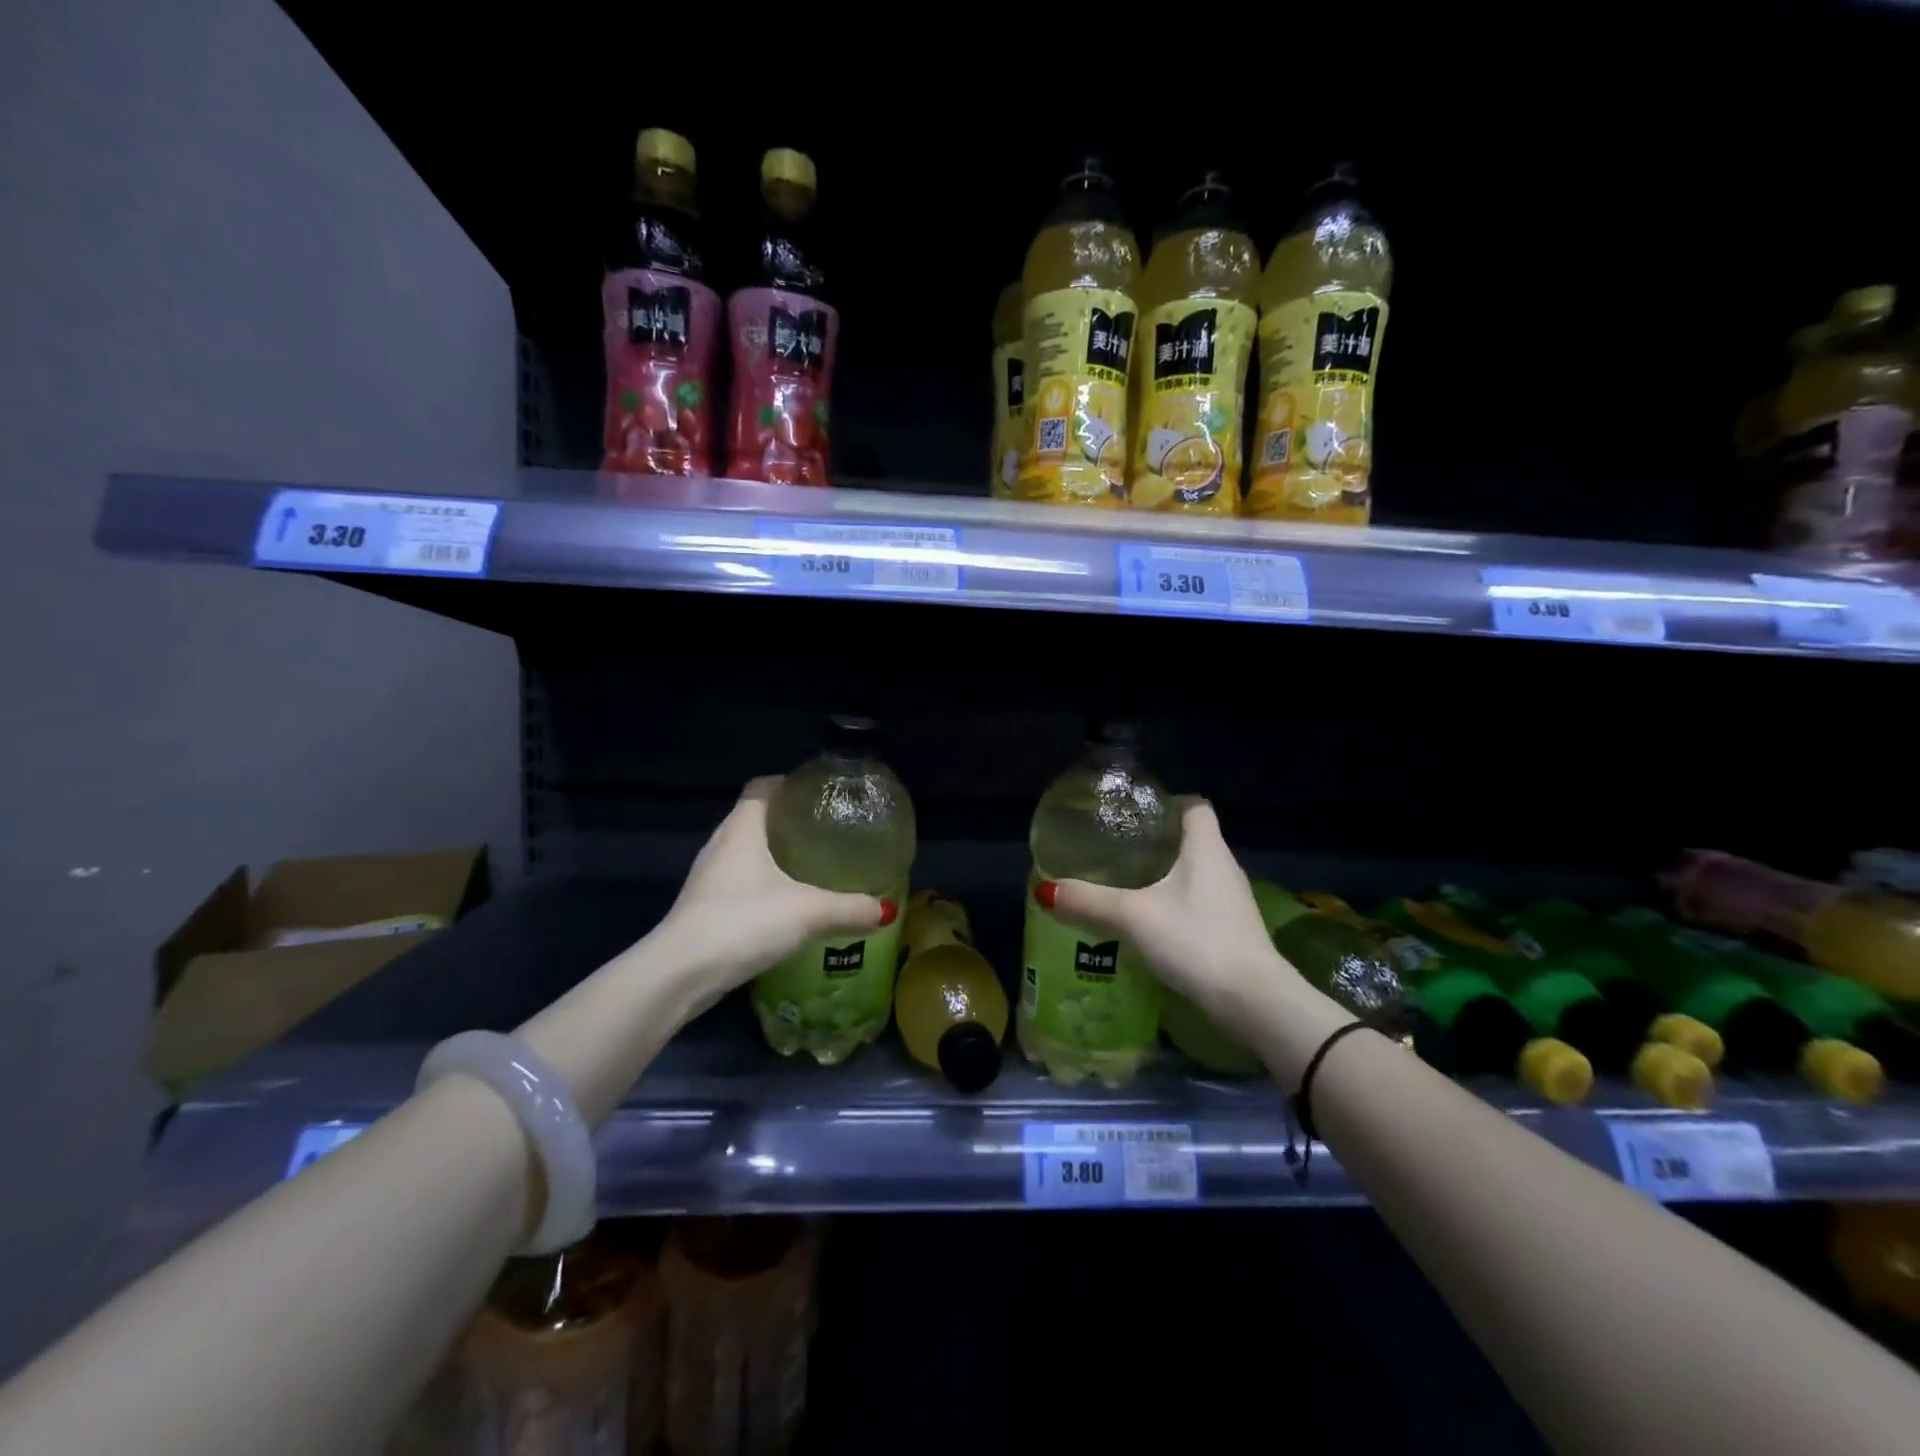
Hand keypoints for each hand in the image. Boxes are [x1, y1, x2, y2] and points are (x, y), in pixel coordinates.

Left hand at [660, 777, 893, 996]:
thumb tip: (885, 909)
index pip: (761, 787)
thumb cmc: (743, 922)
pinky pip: (737, 882)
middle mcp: (720, 844)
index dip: (787, 784)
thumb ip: (849, 908)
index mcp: (742, 828)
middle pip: (754, 817)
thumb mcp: (807, 912)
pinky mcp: (703, 907)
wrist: (681, 974)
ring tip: (809, 866)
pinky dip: (760, 884)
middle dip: (787, 821)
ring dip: (772, 855)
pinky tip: (784, 905)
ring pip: (744, 852)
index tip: (817, 794)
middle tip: (824, 831)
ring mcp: (707, 877)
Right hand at [1041, 798, 1305, 1032]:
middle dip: (1159, 841)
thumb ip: (1089, 901)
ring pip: (1197, 873)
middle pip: (1193, 839)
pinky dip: (1178, 903)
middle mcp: (1225, 867)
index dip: (1168, 803)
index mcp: (1206, 848)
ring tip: (1129, 883)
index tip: (1137, 814)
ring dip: (1167, 874)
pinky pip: (1202, 901)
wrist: (1253, 1001)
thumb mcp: (1134, 917)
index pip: (1195, 806)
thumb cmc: (1196, 941)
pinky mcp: (1234, 929)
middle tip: (1119, 849)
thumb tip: (1045, 889)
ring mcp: (1233, 901)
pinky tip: (1152, 921)